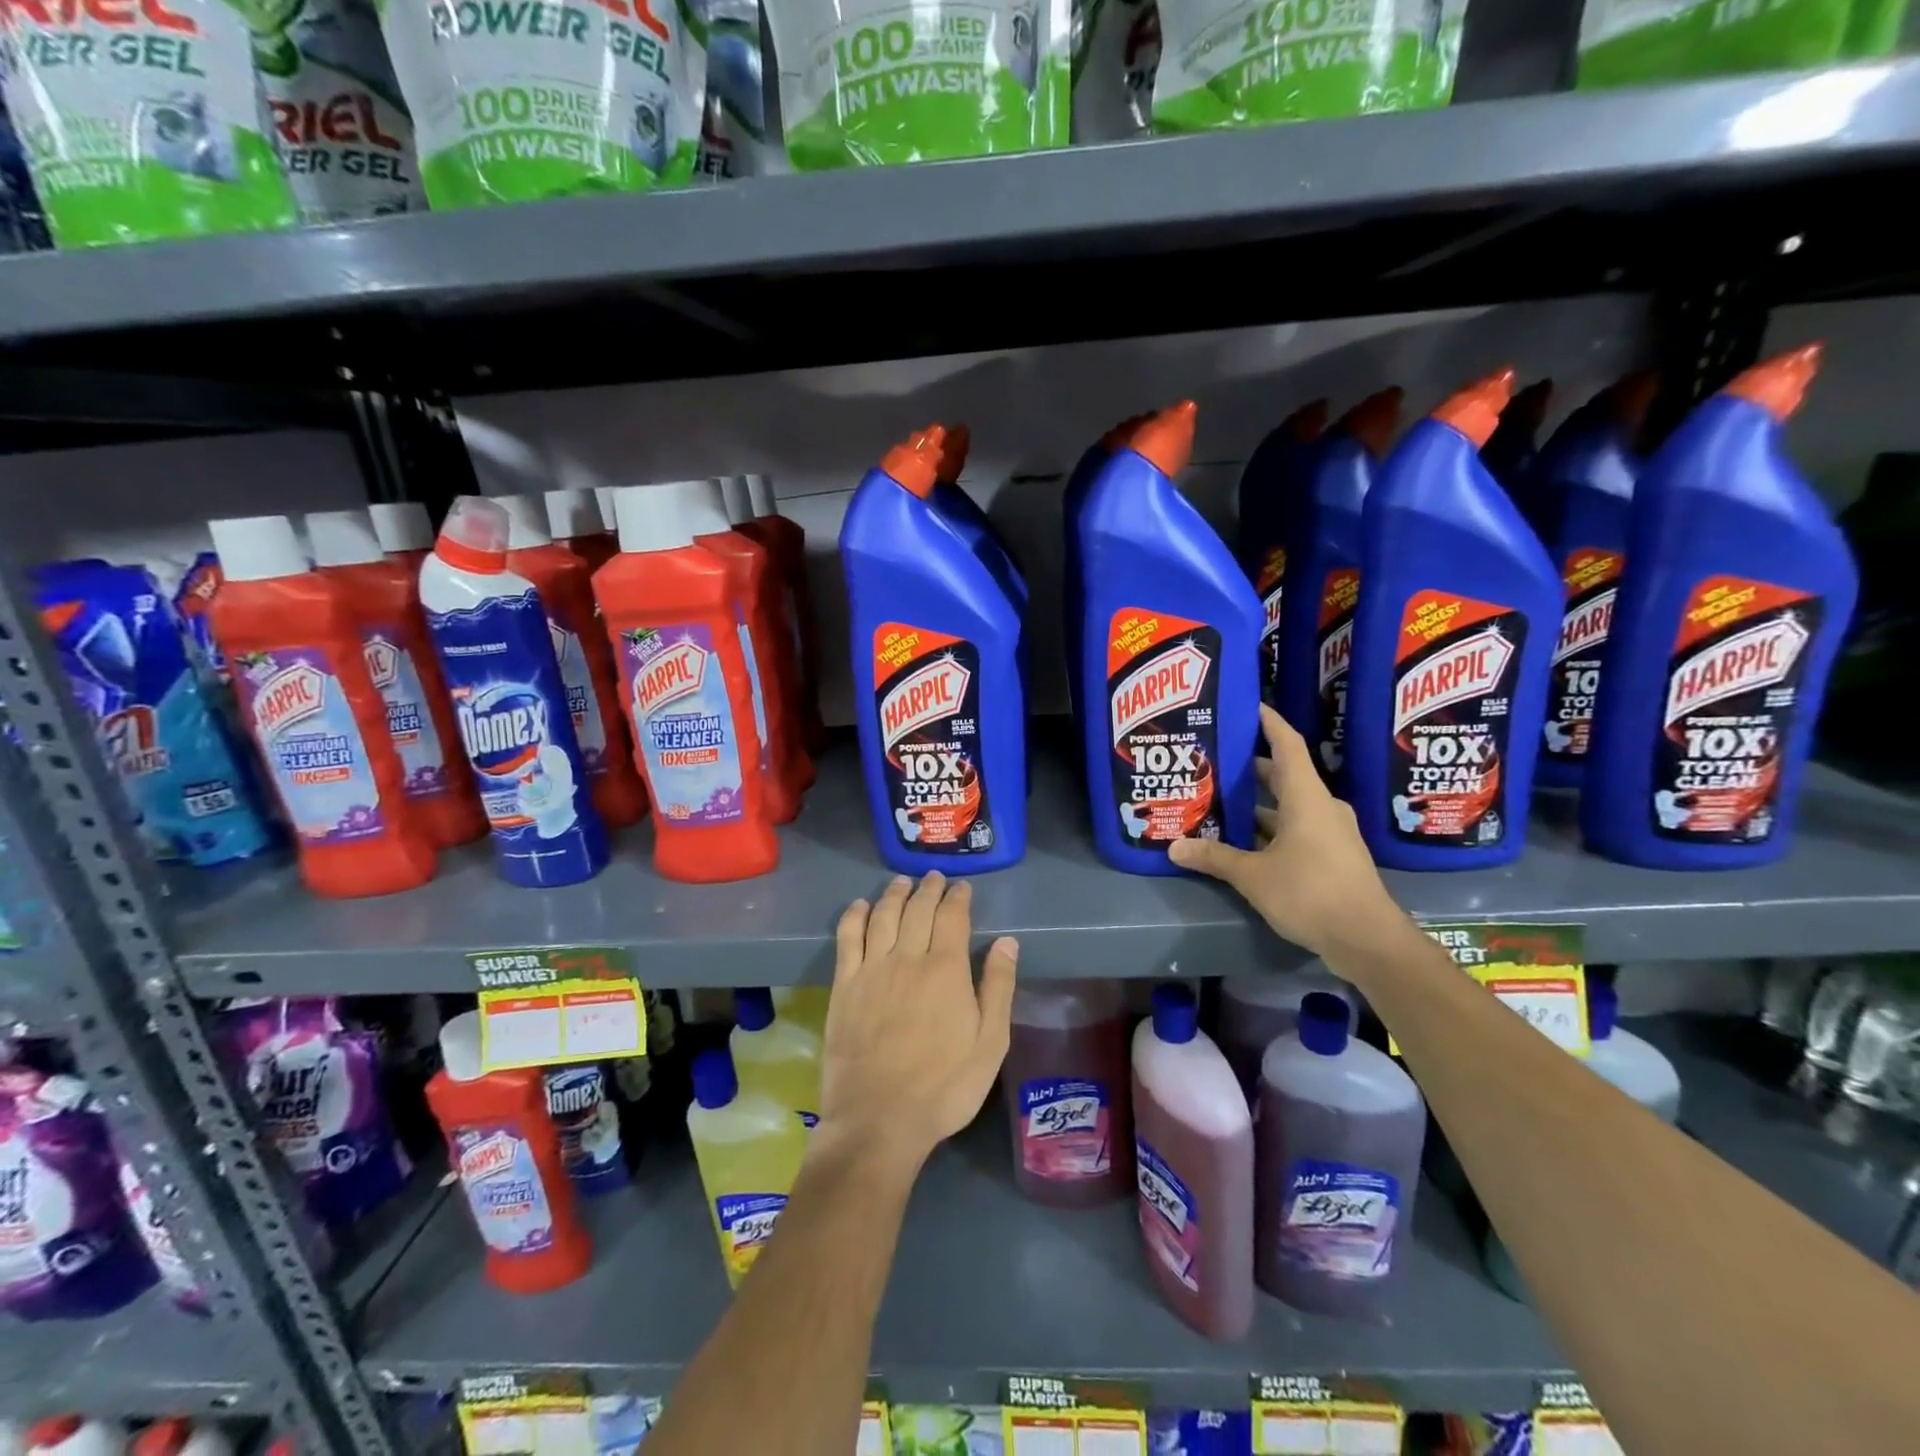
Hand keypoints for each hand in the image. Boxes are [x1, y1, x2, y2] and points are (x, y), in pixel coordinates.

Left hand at [818, 873, 1017, 1171]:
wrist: (879, 1119)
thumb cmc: (944, 1086)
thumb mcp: (990, 1043)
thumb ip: (999, 988)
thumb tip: (1007, 943)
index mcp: (946, 969)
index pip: (952, 917)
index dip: (958, 897)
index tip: (962, 888)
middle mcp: (908, 958)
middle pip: (917, 909)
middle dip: (928, 889)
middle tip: (934, 878)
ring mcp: (872, 970)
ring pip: (883, 916)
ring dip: (894, 894)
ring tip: (902, 883)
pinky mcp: (844, 986)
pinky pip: (848, 938)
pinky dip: (855, 916)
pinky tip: (860, 906)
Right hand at [1170, 705, 1399, 957]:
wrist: (1367, 939)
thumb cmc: (1310, 893)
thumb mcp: (1253, 875)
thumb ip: (1214, 857)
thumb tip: (1174, 847)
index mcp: (1306, 797)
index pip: (1287, 744)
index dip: (1268, 722)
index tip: (1248, 705)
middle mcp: (1322, 807)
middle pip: (1285, 775)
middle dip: (1251, 767)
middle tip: (1216, 759)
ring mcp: (1331, 833)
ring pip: (1289, 806)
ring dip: (1259, 803)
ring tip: (1220, 800)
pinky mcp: (1333, 856)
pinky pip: (1297, 829)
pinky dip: (1271, 828)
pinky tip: (1243, 840)